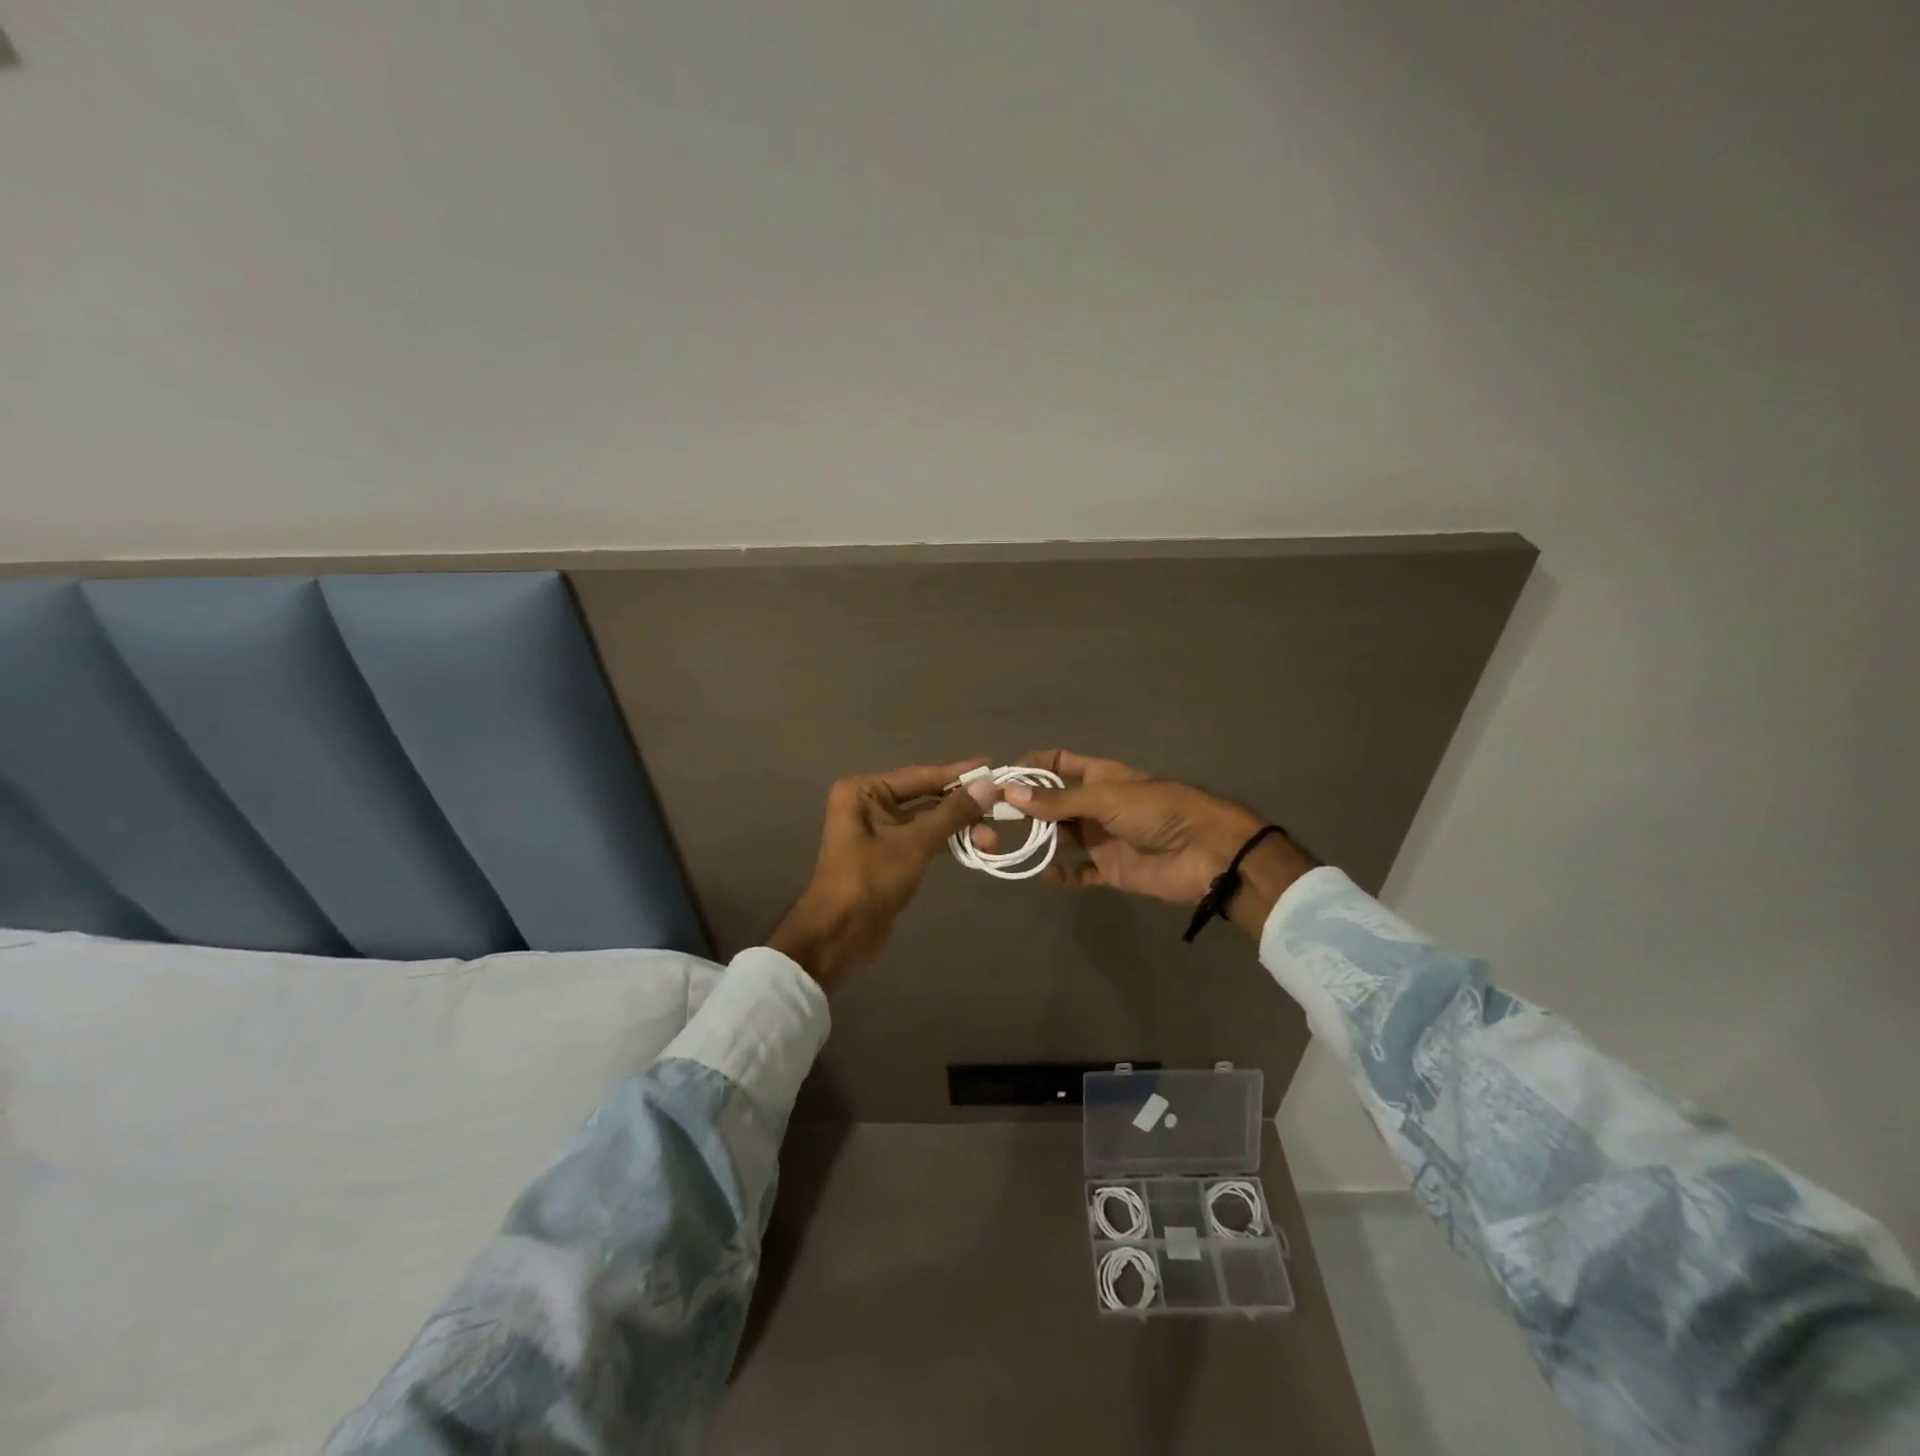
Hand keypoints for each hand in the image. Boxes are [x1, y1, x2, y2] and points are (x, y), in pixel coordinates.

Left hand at [768, 759, 995, 988]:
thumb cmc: (871, 879)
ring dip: (959, 827)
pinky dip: (947, 842)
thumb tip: (989, 786)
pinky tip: (974, 847)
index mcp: (864, 790)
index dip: (959, 773)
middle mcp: (869, 803)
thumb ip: (952, 813)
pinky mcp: (888, 855)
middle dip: (963, 805)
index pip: (921, 775)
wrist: (839, 935)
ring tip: (993, 838)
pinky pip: (923, 839)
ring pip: (928, 820)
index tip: (993, 766)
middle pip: (926, 797)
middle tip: (1002, 808)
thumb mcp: (915, 843)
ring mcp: (878, 830)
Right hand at [979, 750, 1313, 935]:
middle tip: (991, 818)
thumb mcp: (1106, 798)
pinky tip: (1040, 873)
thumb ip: (1058, 801)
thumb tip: (1008, 794)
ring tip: (1006, 845)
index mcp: (1099, 776)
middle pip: (1053, 803)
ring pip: (1061, 837)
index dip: (1031, 768)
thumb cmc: (1158, 811)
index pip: (1058, 764)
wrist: (1207, 853)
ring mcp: (1102, 838)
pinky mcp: (1110, 869)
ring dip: (1038, 840)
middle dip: (1026, 808)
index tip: (1000, 779)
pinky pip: (1078, 872)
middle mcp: (1096, 805)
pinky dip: (1060, 873)